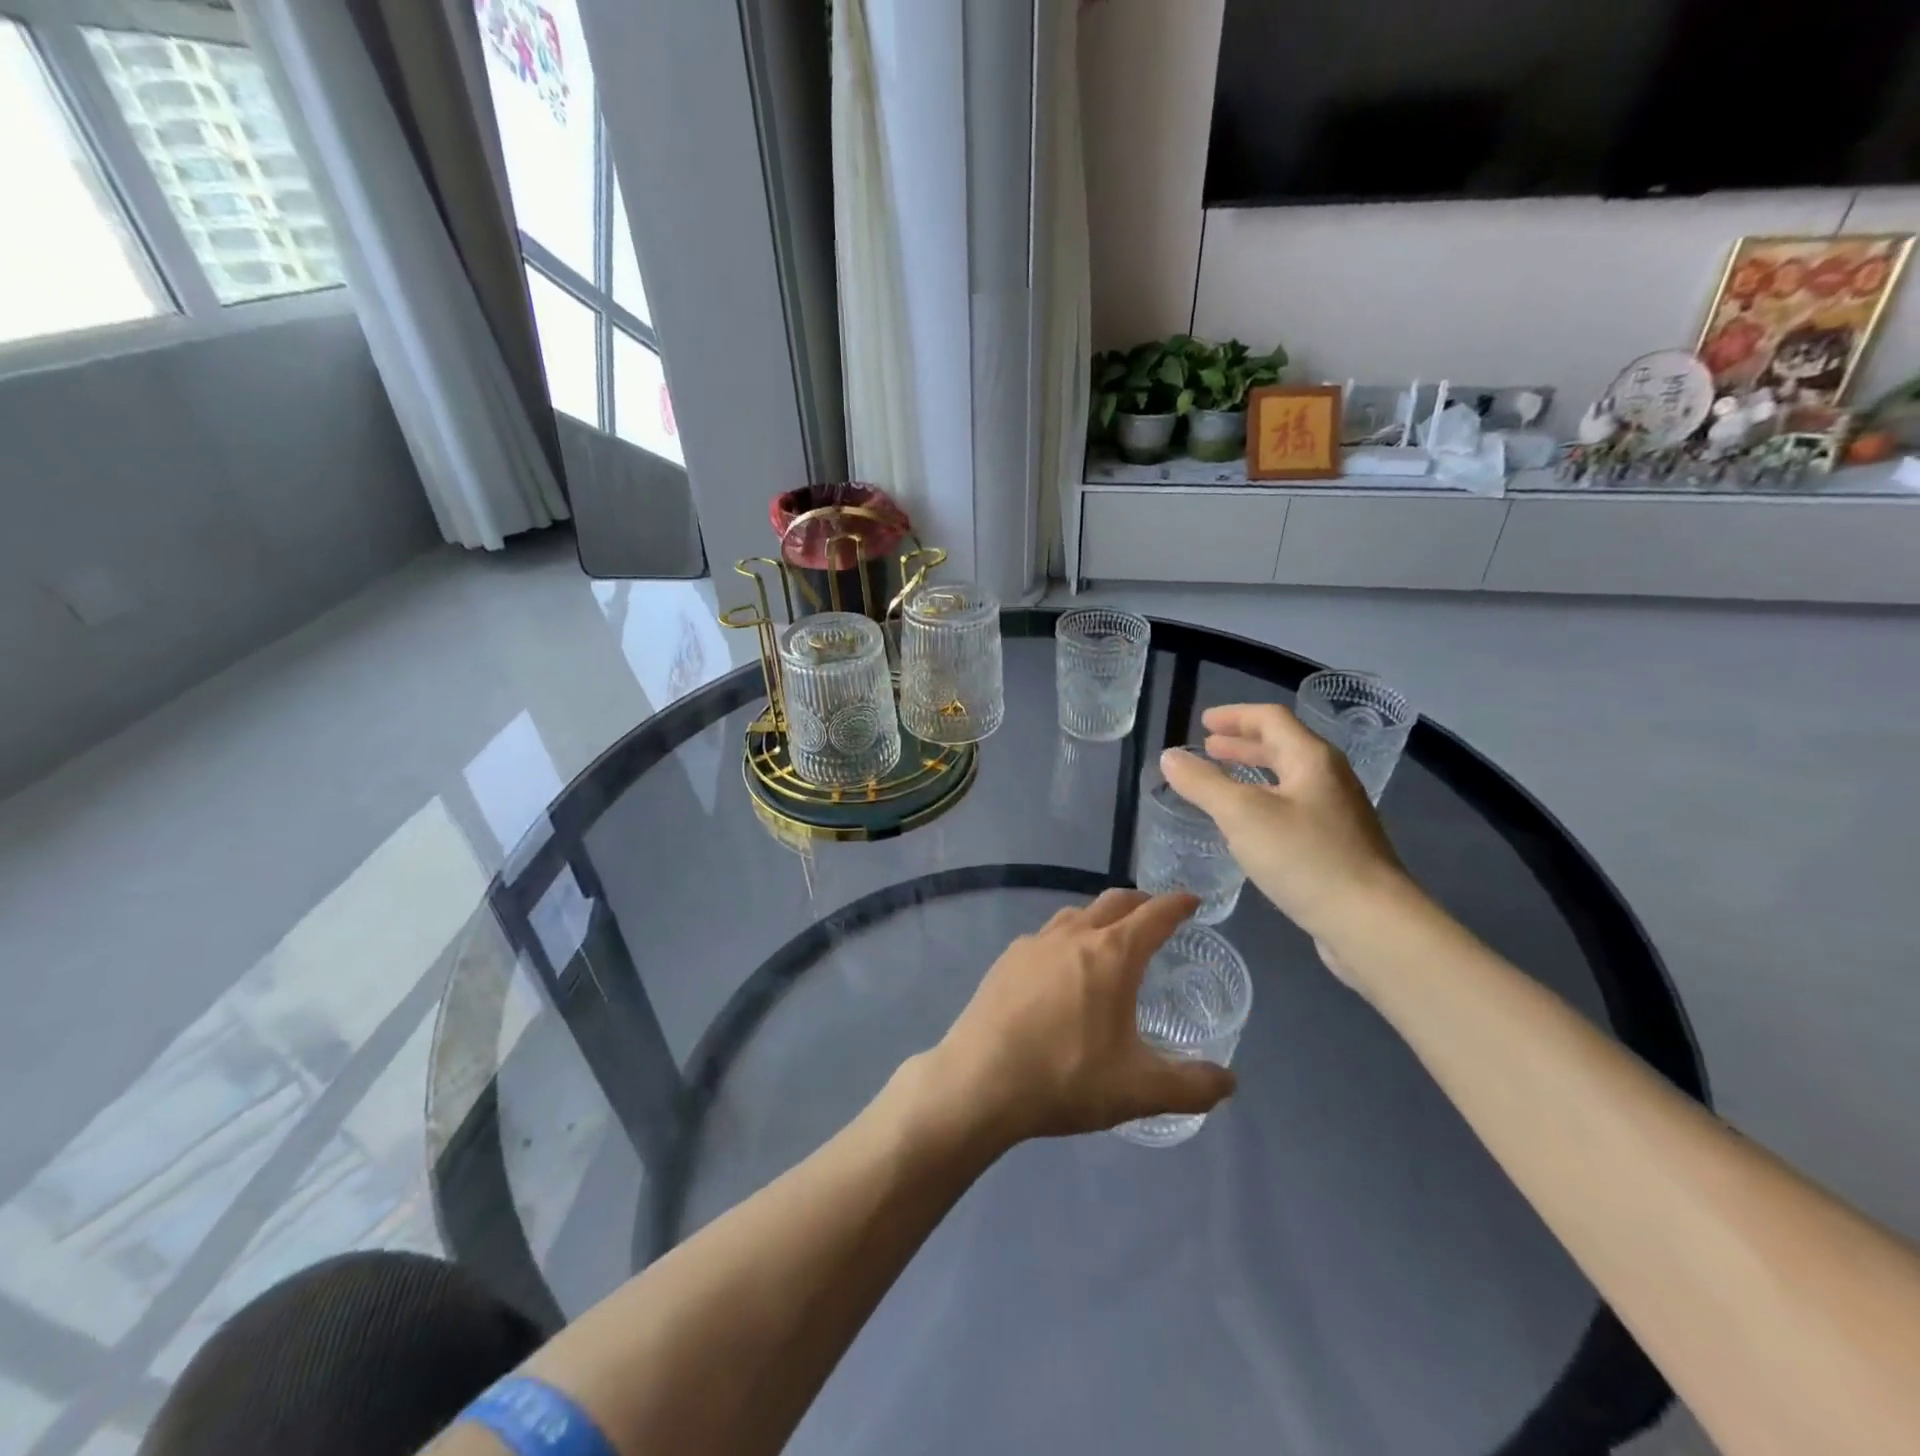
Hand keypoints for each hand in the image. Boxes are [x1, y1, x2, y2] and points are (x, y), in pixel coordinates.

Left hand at [930, 889, 1236, 1144]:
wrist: (980, 1080)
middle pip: (1114, 902)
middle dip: (1141, 903)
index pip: (1154, 915)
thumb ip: (1191, 1086)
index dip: (1177, 905)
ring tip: (1110, 940)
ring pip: (1075, 914)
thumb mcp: (1139, 1090)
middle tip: (1156, 915)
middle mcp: (1073, 935)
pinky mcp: (1007, 959)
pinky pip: (1046, 936)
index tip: (1191, 901)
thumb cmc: (1066, 1078)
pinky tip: (1061, 970)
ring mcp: (1034, 943)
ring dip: (1100, 917)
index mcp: (1111, 954)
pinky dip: (1066, 939)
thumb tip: (1229, 1082)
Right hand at [1159, 704, 1411, 958]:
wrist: (1370, 922)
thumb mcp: (1242, 815)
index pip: (1271, 719)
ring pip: (1288, 781)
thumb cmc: (1305, 857)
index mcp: (1312, 759)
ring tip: (1221, 783)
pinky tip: (1247, 829)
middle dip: (1242, 745)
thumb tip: (1169, 757)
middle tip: (1208, 748)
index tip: (1203, 722)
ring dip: (1252, 775)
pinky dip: (1264, 804)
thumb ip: (1203, 783)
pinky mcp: (1337, 847)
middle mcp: (1329, 779)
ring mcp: (1337, 815)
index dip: (1235, 716)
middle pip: (1283, 747)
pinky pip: (1293, 810)